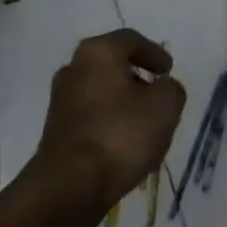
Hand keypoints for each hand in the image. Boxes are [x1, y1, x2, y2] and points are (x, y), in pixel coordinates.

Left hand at [30, 30, 185, 226]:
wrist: (69, 187)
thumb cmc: (120, 136)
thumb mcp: (164, 107)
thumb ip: (171, 89)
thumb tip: (164, 88)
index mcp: (97, 52)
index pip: (131, 40)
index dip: (154, 52)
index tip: (169, 70)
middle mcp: (73, 68)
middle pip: (111, 64)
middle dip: (137, 77)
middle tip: (157, 94)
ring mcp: (60, 100)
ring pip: (99, 91)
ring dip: (122, 101)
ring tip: (144, 124)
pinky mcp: (55, 130)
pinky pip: (89, 115)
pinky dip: (108, 121)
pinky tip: (123, 144)